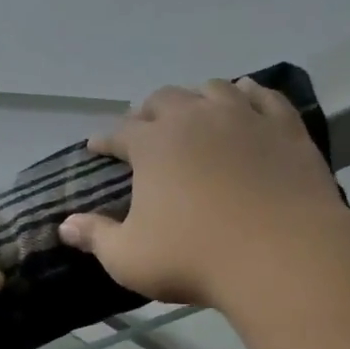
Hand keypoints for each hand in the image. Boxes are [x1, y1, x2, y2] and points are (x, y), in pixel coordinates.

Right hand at [58, 78, 345, 307]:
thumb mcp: (128, 257)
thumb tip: (65, 226)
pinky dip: (248, 94)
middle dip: (147, 112)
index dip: (105, 140)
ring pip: (213, 89)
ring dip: (195, 98)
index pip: (119, 132)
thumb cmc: (193, 259)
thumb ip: (95, 237)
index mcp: (152, 144)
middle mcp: (194, 118)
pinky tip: (245, 97)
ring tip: (193, 112)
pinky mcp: (285, 128)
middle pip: (163, 99)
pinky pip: (264, 97)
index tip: (97, 148)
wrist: (282, 255)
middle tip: (143, 129)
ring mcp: (243, 118)